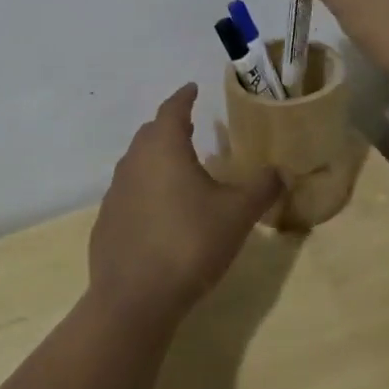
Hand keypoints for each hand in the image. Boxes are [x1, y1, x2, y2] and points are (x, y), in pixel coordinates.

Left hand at [87, 85, 280, 331]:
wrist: (134, 299)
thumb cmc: (189, 243)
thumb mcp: (237, 215)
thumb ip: (262, 188)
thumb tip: (281, 171)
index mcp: (163, 147)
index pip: (172, 109)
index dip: (184, 97)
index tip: (192, 89)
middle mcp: (134, 161)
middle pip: (151, 133)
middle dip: (170, 125)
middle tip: (190, 126)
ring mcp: (115, 193)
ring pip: (137, 163)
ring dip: (156, 158)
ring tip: (178, 168)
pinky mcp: (106, 222)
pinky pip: (128, 193)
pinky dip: (145, 190)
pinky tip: (159, 212)